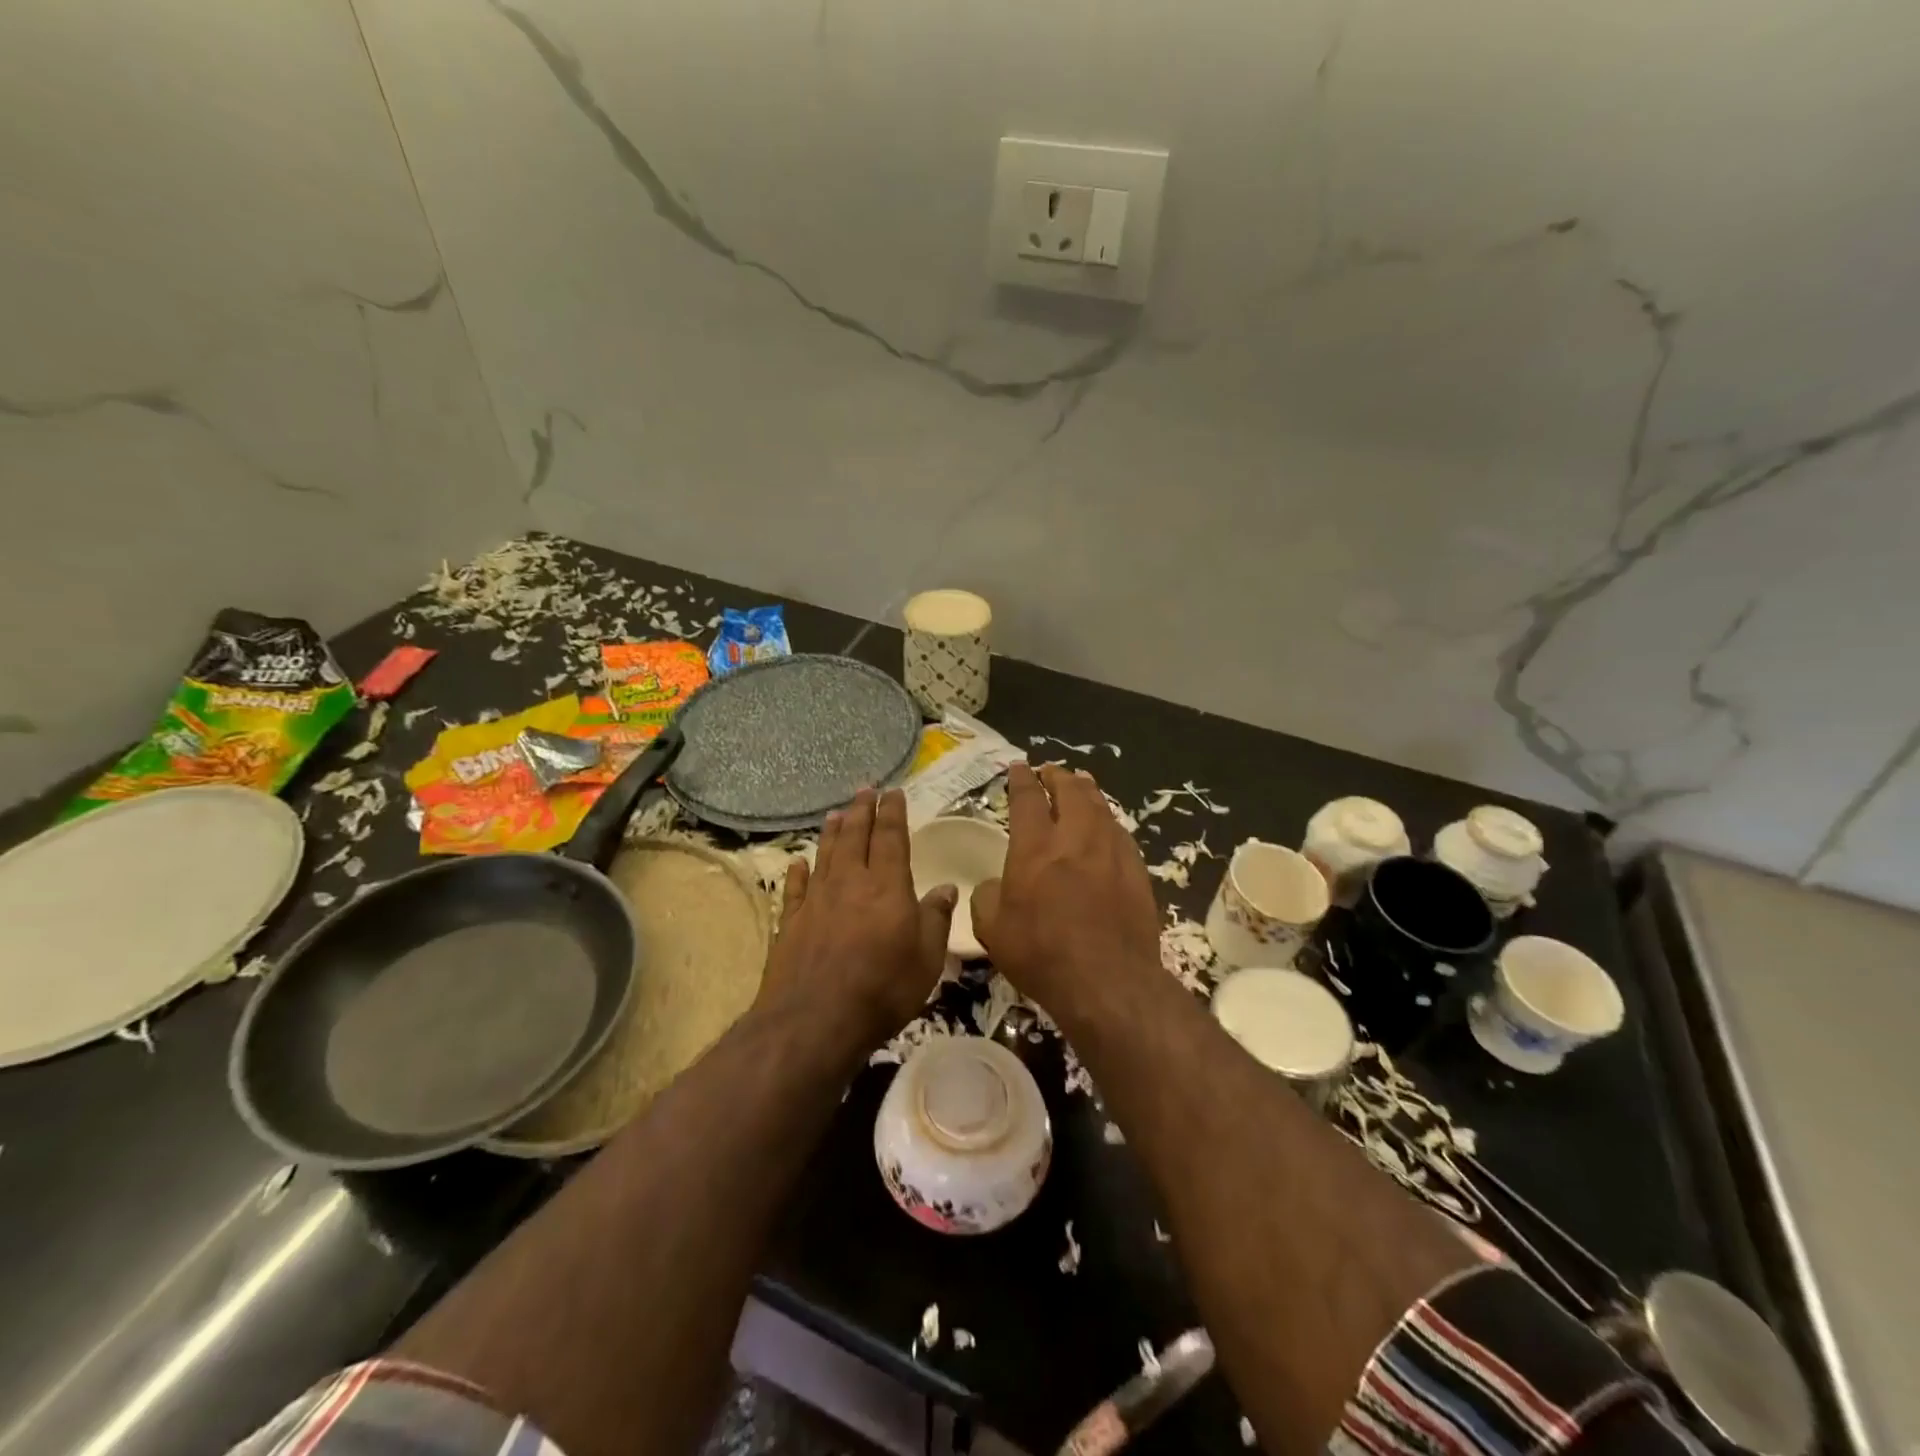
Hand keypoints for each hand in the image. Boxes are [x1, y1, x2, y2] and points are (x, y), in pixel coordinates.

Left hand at [757, 787, 956, 1053]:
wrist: (815, 1021)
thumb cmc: (882, 989)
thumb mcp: (926, 958)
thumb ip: (935, 918)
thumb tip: (946, 887)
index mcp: (886, 886)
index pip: (890, 837)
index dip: (892, 813)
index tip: (893, 792)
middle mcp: (849, 883)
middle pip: (855, 837)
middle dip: (861, 811)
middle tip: (864, 789)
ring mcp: (816, 901)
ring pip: (825, 855)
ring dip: (832, 832)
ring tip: (836, 813)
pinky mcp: (790, 923)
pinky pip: (795, 888)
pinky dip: (798, 871)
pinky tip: (798, 861)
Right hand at [970, 763, 1161, 1017]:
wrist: (1109, 981)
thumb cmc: (1043, 954)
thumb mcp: (993, 931)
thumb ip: (987, 898)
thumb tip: (995, 886)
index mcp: (1035, 848)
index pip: (1027, 799)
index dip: (1022, 779)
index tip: (1019, 768)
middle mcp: (1075, 838)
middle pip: (1070, 791)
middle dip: (1058, 776)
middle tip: (1051, 771)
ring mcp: (1111, 852)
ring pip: (1100, 806)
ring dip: (1087, 790)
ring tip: (1081, 782)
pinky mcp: (1136, 870)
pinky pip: (1120, 832)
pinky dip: (1108, 820)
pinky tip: (1107, 825)